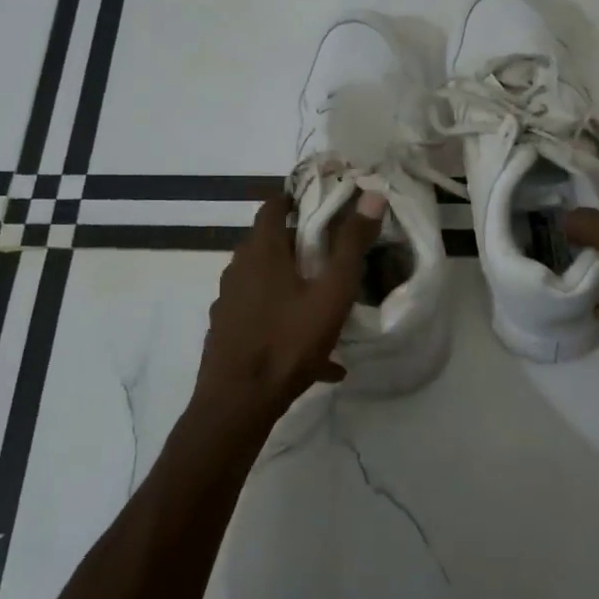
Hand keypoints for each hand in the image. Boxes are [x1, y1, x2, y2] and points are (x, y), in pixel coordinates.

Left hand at [194, 190, 385, 426]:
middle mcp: (239, 268)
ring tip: (326, 303)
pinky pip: (262, 314)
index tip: (324, 203)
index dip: (297, 199)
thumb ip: (351, 244)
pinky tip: (314, 354)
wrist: (238, 403)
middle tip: (334, 254)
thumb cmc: (288, 341)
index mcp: (262, 251)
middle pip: (271, 243)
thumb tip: (371, 195)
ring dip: (293, 284)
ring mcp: (229, 300)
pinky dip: (284, 319)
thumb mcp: (332, 293)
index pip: (274, 206)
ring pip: (266, 280)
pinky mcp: (227, 329)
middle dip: (301, 244)